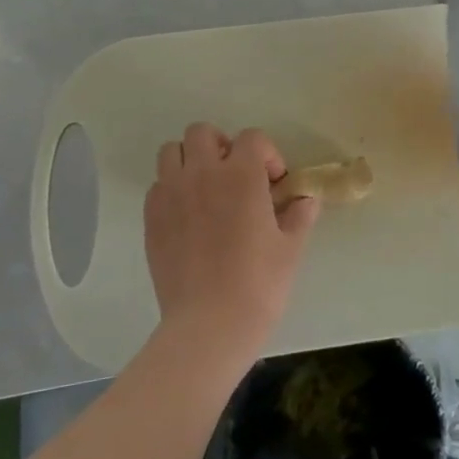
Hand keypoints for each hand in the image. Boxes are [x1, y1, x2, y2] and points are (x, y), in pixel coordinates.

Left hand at [144, 124, 319, 370]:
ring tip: (207, 189)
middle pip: (203, 133)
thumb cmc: (259, 284)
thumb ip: (299, 215)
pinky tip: (188, 217)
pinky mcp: (151, 218)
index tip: (274, 182)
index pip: (252, 138)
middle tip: (236, 177)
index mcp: (241, 175)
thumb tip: (306, 200)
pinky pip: (158, 186)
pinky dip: (172, 189)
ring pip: (173, 152)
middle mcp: (202, 174)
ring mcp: (172, 194)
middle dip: (222, 146)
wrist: (209, 325)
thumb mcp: (291, 248)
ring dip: (191, 161)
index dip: (267, 154)